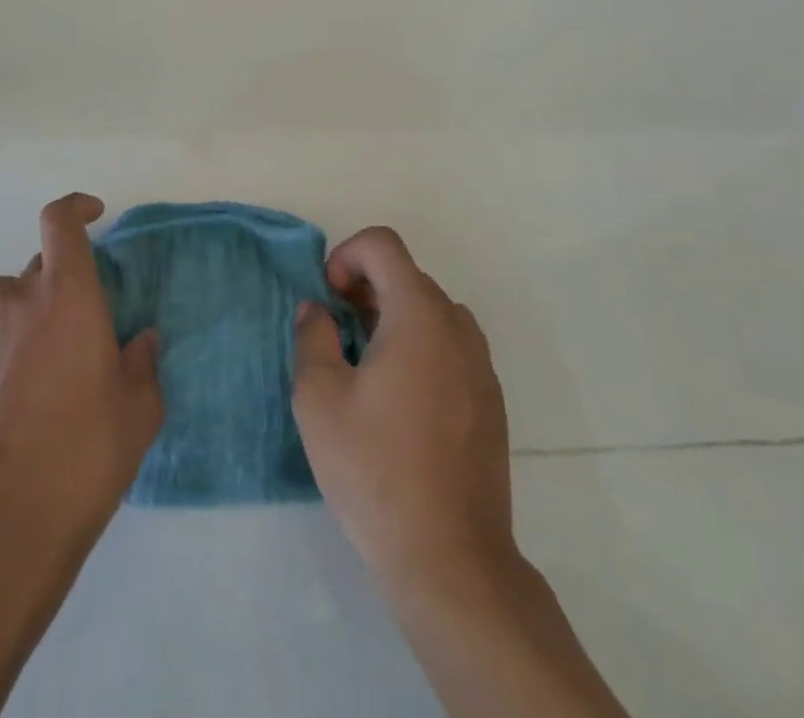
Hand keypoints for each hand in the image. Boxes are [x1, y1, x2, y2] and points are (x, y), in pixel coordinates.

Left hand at [0, 194, 163, 551]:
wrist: (1, 523)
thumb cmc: (83, 455)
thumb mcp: (138, 411)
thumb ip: (144, 363)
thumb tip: (142, 340)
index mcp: (68, 295)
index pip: (60, 222)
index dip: (76, 207)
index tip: (96, 215)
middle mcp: (21, 299)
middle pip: (42, 263)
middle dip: (68, 279)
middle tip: (91, 325)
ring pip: (13, 295)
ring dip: (36, 307)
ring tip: (56, 356)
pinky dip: (13, 338)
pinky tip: (28, 387)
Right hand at [291, 226, 515, 593]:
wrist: (451, 558)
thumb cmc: (375, 469)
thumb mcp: (319, 398)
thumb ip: (312, 337)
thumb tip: (318, 310)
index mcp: (419, 314)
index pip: (383, 245)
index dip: (346, 255)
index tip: (328, 299)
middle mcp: (457, 326)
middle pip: (406, 276)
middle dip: (364, 289)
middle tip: (336, 334)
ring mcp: (480, 363)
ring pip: (430, 311)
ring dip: (392, 318)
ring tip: (365, 367)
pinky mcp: (490, 399)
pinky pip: (449, 346)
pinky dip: (419, 347)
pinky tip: (399, 403)